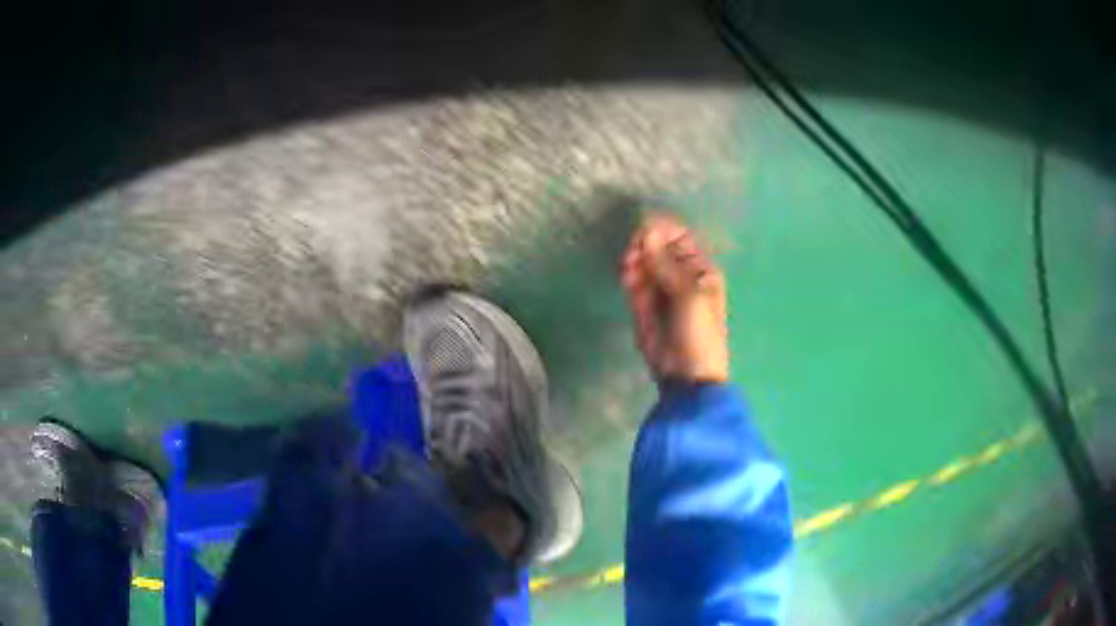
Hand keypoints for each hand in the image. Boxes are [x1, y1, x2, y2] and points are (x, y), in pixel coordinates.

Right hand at [621, 213, 728, 383]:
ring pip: (643, 262)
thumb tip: (648, 229)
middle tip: (634, 252)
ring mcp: (660, 288)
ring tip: (628, 267)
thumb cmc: (698, 332)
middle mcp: (680, 274)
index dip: (661, 230)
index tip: (643, 229)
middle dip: (644, 245)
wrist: (685, 374)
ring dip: (634, 259)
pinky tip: (626, 277)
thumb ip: (666, 262)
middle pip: (657, 246)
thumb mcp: (689, 294)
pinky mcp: (643, 303)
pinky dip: (629, 275)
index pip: (678, 237)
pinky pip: (634, 280)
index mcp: (700, 268)